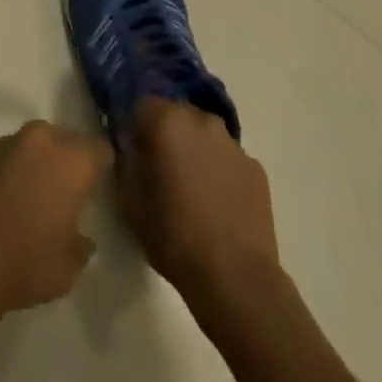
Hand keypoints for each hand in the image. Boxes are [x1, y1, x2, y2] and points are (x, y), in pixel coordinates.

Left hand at [0, 120, 112, 319]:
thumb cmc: (23, 263)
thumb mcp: (67, 269)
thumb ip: (80, 245)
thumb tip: (80, 237)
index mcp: (71, 159)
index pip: (101, 149)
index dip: (101, 167)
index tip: (98, 187)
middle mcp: (41, 139)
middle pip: (65, 141)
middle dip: (66, 163)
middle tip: (64, 196)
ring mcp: (5, 142)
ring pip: (31, 147)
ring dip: (34, 166)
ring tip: (28, 203)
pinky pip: (3, 159)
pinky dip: (6, 174)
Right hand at [117, 98, 280, 313]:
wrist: (236, 277)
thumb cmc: (174, 237)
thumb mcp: (130, 202)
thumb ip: (125, 162)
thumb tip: (130, 147)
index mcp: (167, 121)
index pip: (142, 105)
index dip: (135, 127)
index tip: (134, 152)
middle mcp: (201, 119)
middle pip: (176, 114)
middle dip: (166, 134)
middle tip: (161, 170)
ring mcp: (233, 142)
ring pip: (204, 134)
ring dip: (194, 150)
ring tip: (192, 189)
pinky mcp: (255, 166)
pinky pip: (227, 158)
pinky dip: (219, 170)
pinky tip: (218, 203)